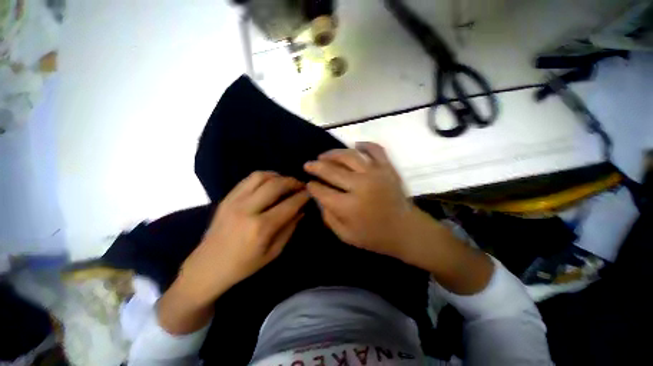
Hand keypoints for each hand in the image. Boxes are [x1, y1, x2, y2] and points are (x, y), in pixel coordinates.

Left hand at [177, 171, 308, 305]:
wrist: (207, 267)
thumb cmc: (243, 265)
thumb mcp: (273, 252)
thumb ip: (289, 228)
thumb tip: (301, 210)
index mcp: (261, 228)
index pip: (289, 204)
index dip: (303, 196)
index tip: (311, 193)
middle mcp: (247, 210)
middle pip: (276, 185)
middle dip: (293, 182)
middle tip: (301, 185)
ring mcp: (234, 201)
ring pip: (261, 176)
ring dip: (278, 176)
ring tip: (286, 182)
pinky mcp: (227, 198)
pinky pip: (248, 179)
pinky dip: (264, 177)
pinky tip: (270, 183)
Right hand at [305, 142, 493, 294]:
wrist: (406, 230)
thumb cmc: (375, 236)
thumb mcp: (345, 236)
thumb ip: (328, 217)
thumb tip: (319, 197)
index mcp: (349, 206)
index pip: (323, 191)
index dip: (312, 187)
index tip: (308, 184)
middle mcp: (361, 185)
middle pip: (332, 170)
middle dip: (316, 166)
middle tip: (308, 164)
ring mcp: (376, 173)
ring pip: (349, 156)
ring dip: (333, 153)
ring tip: (324, 156)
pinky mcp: (388, 168)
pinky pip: (375, 149)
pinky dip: (364, 145)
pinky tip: (355, 145)